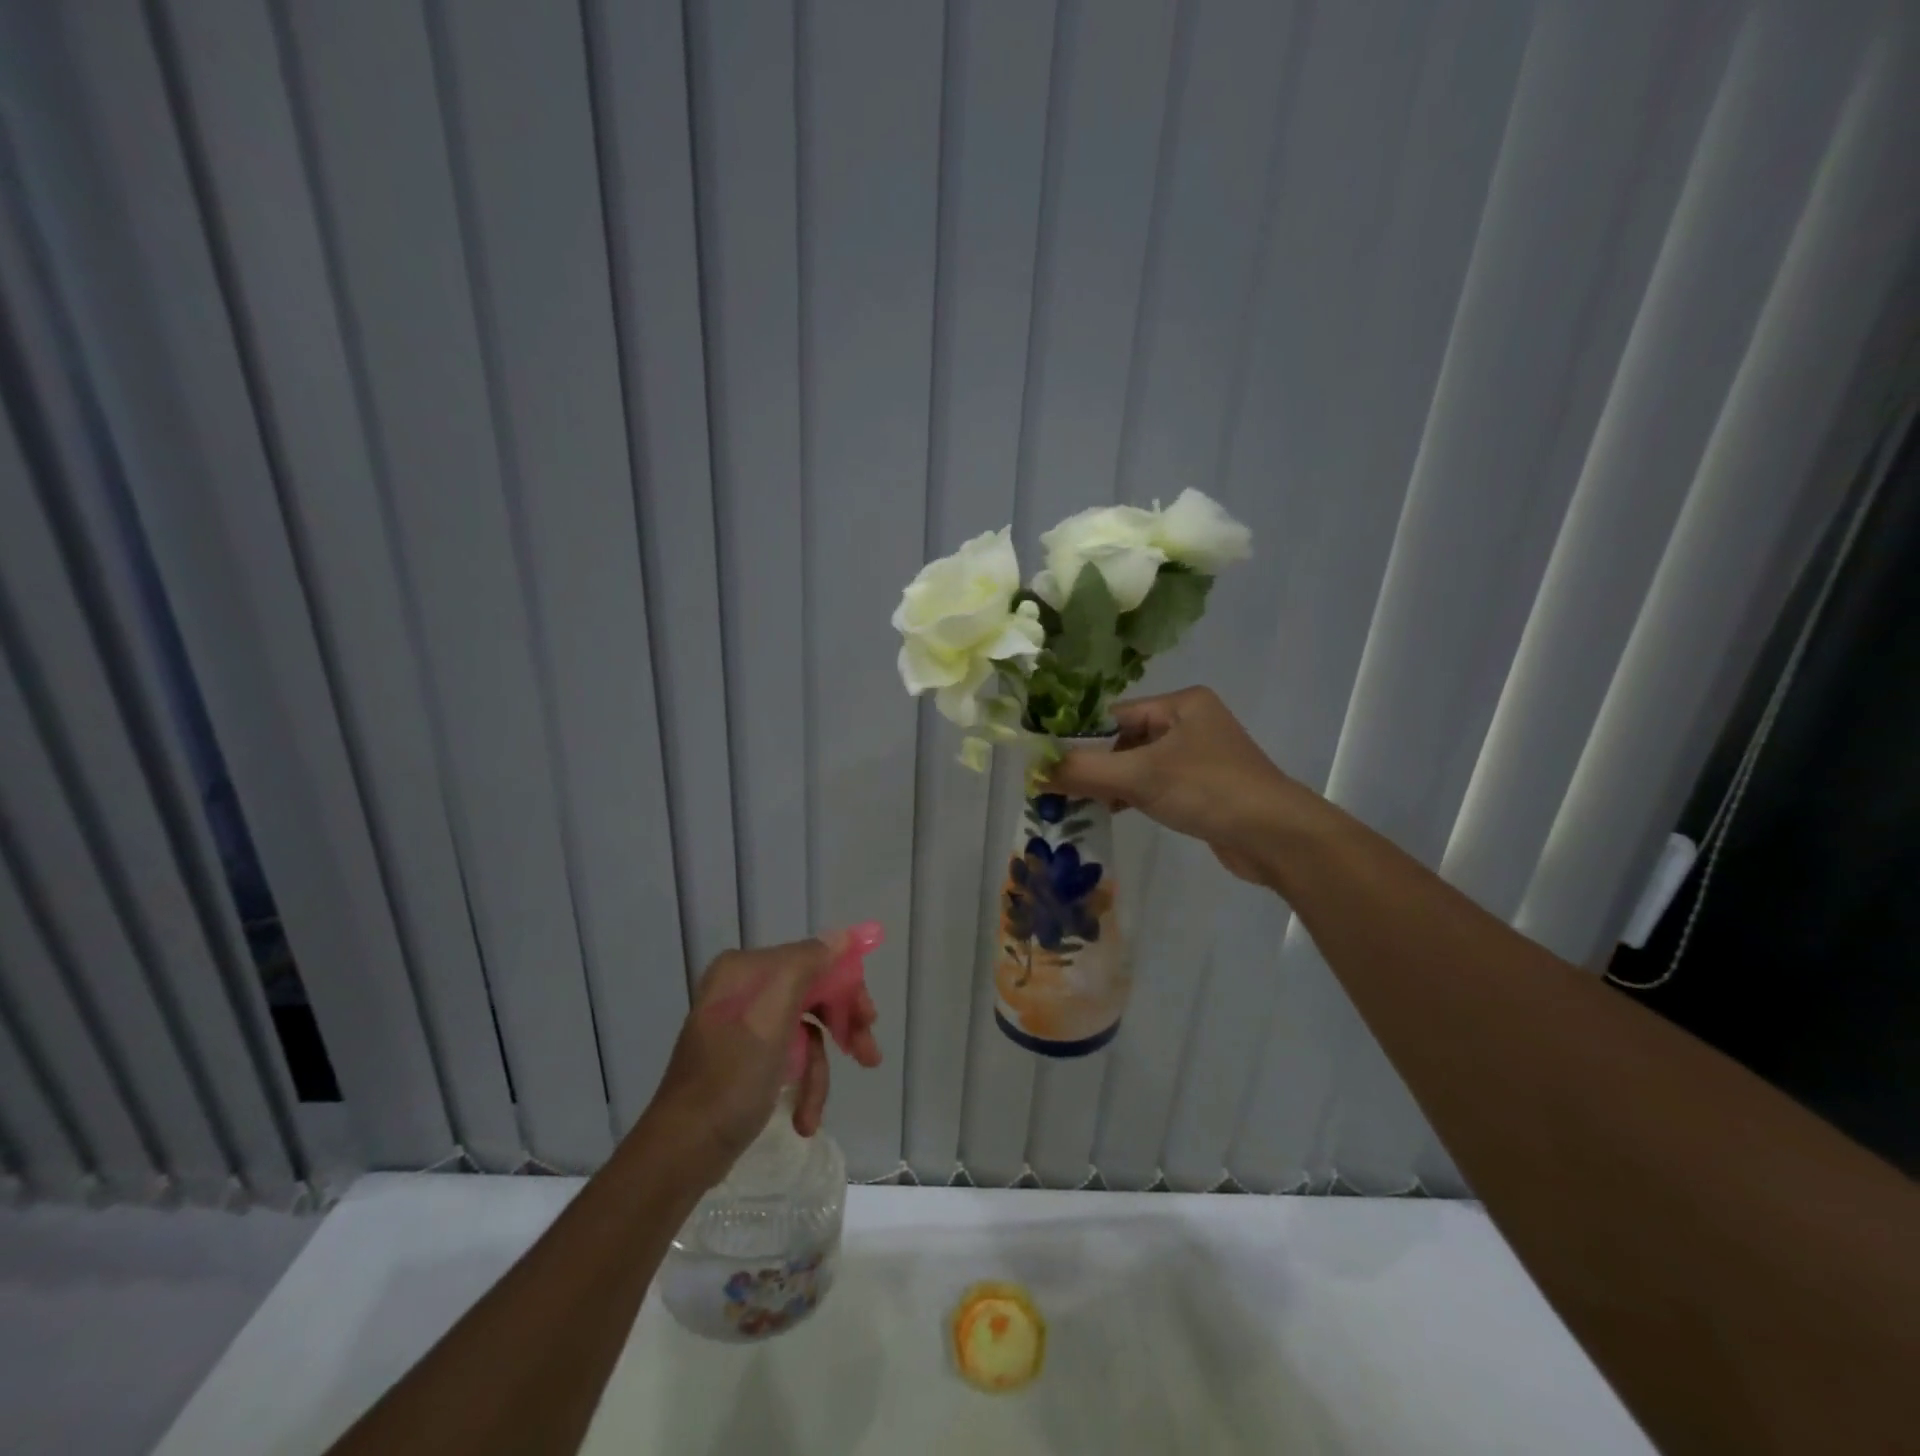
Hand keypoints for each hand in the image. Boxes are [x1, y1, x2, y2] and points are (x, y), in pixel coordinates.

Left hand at [647, 936, 881, 1180]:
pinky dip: (803, 1084)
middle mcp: (745, 988)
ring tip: (816, 1112)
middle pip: (814, 992)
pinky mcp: (747, 1056)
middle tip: (869, 1056)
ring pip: (807, 1030)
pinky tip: (804, 1118)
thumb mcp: (771, 1018)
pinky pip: (791, 1056)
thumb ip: (807, 967)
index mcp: (746, 969)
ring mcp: (746, 1023)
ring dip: (820, 1069)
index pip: (814, 960)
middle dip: (841, 1027)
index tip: (869, 1018)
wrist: (681, 1152)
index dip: (846, 987)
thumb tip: (842, 935)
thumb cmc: (729, 1080)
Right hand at [1047, 686, 1304, 885]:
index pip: (1113, 714)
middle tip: (1055, 787)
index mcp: (1180, 703)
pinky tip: (1109, 812)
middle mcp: (1190, 722)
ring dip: (1109, 783)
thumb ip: (1085, 770)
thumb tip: (1034, 770)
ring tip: (1074, 803)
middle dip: (1092, 764)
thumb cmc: (1209, 790)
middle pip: (1124, 739)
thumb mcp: (1140, 776)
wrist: (1277, 838)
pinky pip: (1154, 784)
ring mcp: (1198, 756)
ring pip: (1138, 764)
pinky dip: (1131, 796)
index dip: (1078, 738)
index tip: (1045, 761)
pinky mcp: (1202, 787)